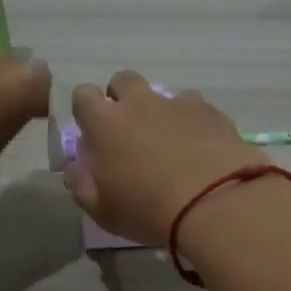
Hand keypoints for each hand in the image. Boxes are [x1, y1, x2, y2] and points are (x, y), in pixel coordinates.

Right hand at [62, 71, 271, 244]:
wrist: (215, 204)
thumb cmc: (148, 210)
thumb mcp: (102, 210)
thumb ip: (80, 184)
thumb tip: (75, 167)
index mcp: (105, 123)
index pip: (83, 95)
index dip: (86, 110)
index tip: (93, 132)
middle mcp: (140, 103)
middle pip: (123, 80)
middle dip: (122, 98)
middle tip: (130, 132)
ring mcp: (179, 104)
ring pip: (163, 94)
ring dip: (161, 112)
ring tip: (172, 144)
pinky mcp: (212, 112)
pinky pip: (196, 109)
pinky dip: (194, 123)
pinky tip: (202, 149)